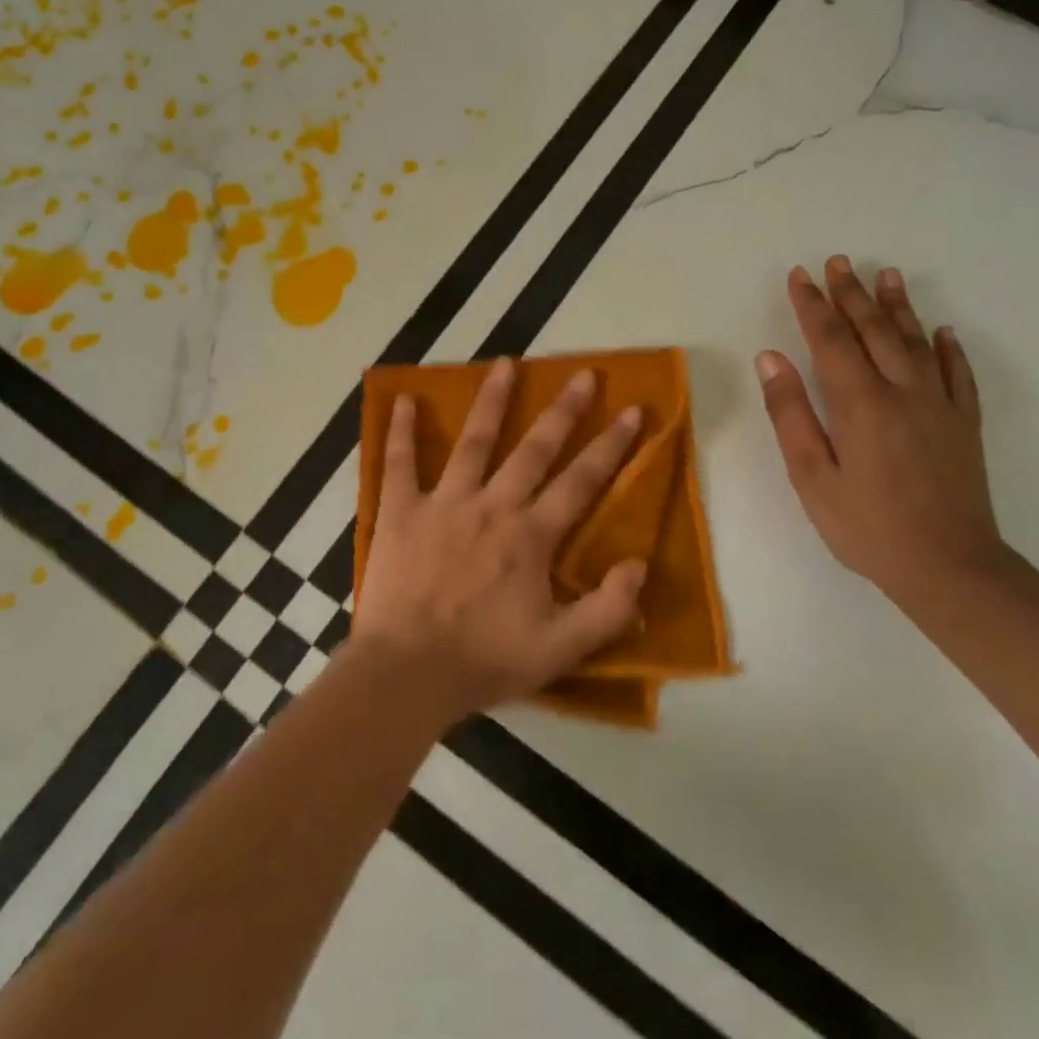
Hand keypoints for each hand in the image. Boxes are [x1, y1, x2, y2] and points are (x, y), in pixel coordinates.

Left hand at [353, 358, 647, 724]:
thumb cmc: (484, 661)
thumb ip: (607, 609)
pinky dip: (400, 432)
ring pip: (473, 442)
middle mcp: (493, 507)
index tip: (633, 410)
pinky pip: (399, 464)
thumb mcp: (561, 649)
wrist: (407, 675)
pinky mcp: (401, 513)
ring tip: (505, 363)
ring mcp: (444, 504)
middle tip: (583, 374)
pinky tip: (404, 400)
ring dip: (491, 401)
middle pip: (535, 449)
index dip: (612, 445)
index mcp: (531, 536)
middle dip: (564, 411)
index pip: (581, 481)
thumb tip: (639, 563)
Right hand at [756, 255, 1004, 601]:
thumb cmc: (866, 526)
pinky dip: (948, 348)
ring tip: (885, 275)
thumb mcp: (812, 476)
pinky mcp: (963, 425)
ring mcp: (939, 406)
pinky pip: (957, 374)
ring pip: (916, 342)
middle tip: (837, 262)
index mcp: (860, 404)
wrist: (949, 567)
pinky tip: (942, 331)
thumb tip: (770, 358)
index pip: (831, 340)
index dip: (813, 306)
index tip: (800, 275)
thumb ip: (790, 413)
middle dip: (851, 294)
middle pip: (874, 331)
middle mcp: (902, 392)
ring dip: (898, 306)